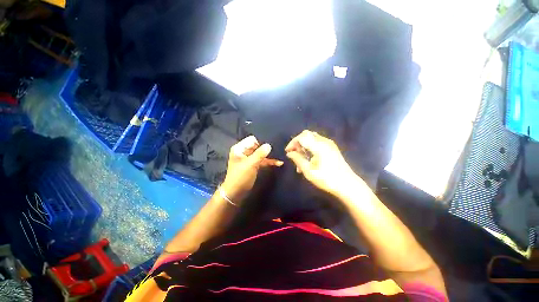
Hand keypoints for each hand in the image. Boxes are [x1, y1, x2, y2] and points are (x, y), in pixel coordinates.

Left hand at [221, 136, 282, 202]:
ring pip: (261, 154)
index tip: (271, 145)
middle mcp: (244, 152)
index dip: (261, 142)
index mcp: (240, 149)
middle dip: (267, 148)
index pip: (252, 139)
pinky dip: (269, 162)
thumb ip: (260, 154)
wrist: (236, 193)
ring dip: (270, 155)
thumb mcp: (250, 165)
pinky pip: (262, 161)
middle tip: (279, 149)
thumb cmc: (240, 177)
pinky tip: (278, 163)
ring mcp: (249, 158)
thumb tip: (269, 145)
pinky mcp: (254, 165)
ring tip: (281, 156)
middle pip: (258, 146)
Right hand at [286, 130, 358, 195]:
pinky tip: (309, 159)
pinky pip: (317, 142)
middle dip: (298, 143)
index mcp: (319, 146)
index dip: (293, 142)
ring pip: (311, 138)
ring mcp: (329, 144)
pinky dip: (310, 147)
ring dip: (303, 146)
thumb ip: (298, 159)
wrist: (347, 184)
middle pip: (306, 134)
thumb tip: (289, 153)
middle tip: (294, 154)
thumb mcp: (309, 171)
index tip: (288, 152)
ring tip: (300, 160)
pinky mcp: (332, 147)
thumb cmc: (327, 179)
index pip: (302, 136)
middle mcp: (324, 141)